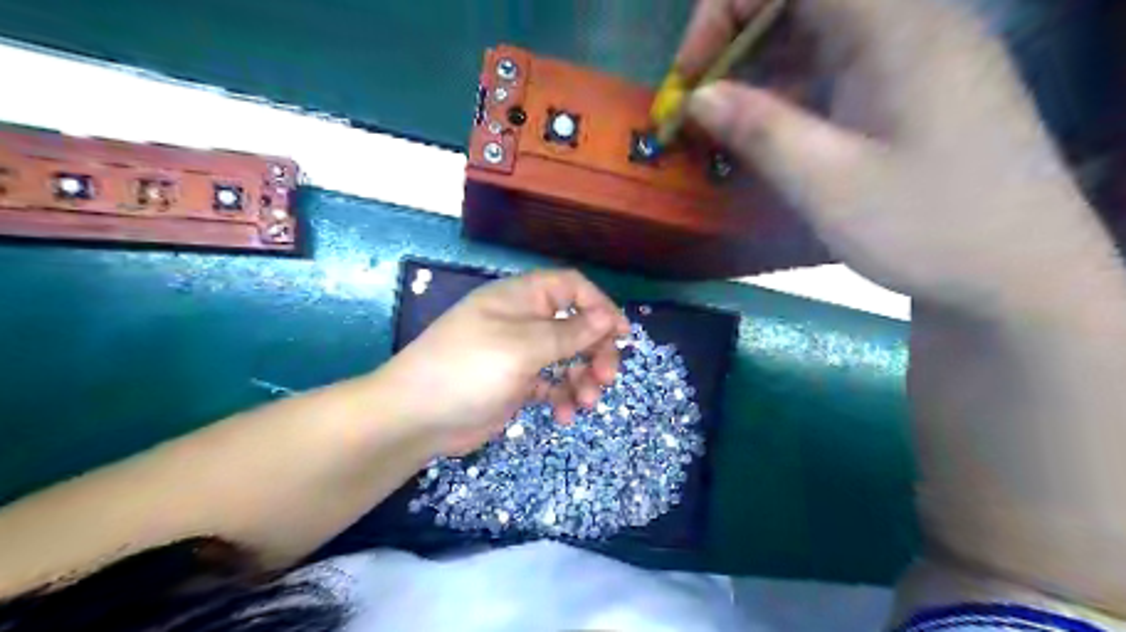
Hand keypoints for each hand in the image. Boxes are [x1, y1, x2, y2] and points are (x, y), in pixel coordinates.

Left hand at [376, 269, 624, 456]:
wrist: (416, 417)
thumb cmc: (469, 369)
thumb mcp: (524, 347)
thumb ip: (570, 332)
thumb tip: (608, 315)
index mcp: (522, 298)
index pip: (571, 288)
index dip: (600, 306)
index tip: (621, 334)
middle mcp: (523, 321)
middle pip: (575, 325)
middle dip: (595, 350)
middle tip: (607, 377)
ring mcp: (519, 354)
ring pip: (567, 357)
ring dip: (583, 378)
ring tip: (586, 402)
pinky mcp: (515, 384)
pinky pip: (551, 384)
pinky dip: (562, 397)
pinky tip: (565, 416)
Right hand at [677, 1, 1114, 313]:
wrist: (1017, 276)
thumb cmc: (926, 227)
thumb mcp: (827, 183)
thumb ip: (759, 129)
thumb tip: (698, 97)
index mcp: (898, 25)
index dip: (728, 8)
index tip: (691, 73)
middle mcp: (909, 22)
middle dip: (735, 39)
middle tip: (698, 101)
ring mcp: (913, 56)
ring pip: (816, 33)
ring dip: (759, 68)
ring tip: (721, 121)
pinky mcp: (910, 89)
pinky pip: (835, 66)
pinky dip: (790, 90)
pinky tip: (767, 130)